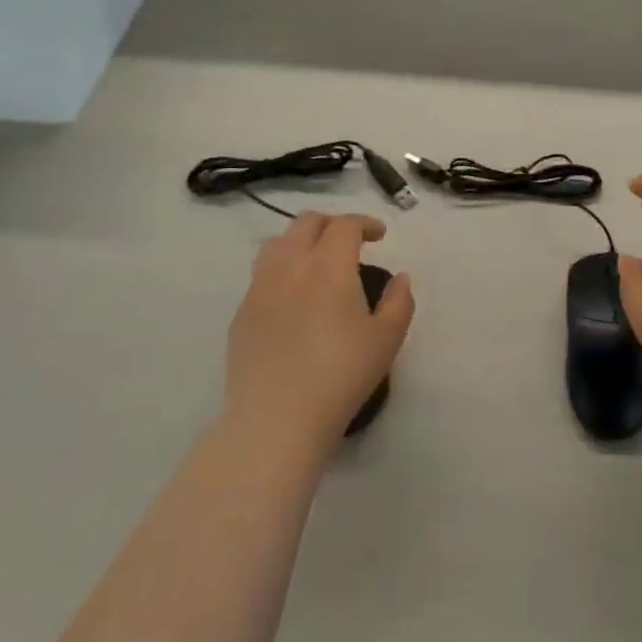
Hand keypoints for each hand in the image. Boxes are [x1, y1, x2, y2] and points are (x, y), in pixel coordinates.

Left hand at [225, 212, 414, 445]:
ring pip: (277, 243)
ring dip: (301, 241)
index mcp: (329, 266)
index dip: (365, 223)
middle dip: (332, 224)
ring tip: (317, 262)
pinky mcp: (242, 313)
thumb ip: (400, 301)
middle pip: (306, 223)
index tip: (380, 236)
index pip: (345, 225)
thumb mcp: (387, 339)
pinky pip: (261, 275)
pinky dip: (282, 270)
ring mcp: (260, 288)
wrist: (277, 418)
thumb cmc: (341, 375)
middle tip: (350, 242)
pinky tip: (293, 297)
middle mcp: (290, 266)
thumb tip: (400, 278)